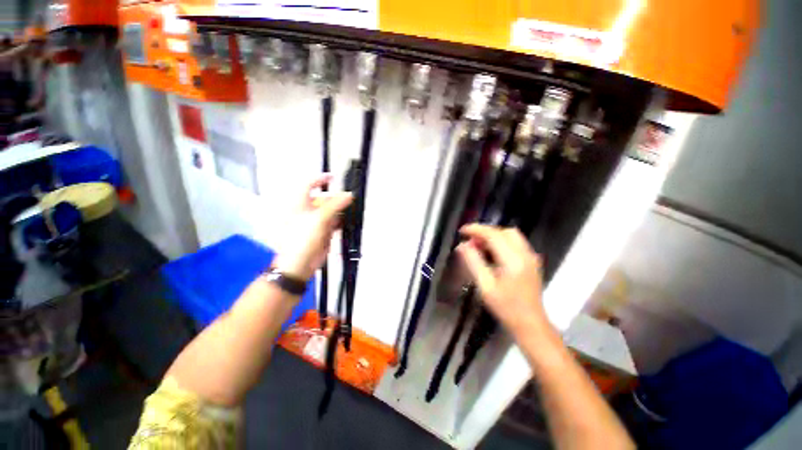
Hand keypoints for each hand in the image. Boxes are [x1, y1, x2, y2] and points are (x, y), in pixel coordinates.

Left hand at [272, 174, 352, 280]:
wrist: (301, 262)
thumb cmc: (302, 238)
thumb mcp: (319, 218)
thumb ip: (335, 205)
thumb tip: (349, 195)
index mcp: (300, 203)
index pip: (309, 185)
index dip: (320, 179)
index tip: (334, 177)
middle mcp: (308, 210)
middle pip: (324, 198)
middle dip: (337, 197)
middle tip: (350, 197)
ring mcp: (317, 221)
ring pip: (332, 210)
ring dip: (341, 209)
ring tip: (352, 208)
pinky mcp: (325, 230)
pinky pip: (335, 221)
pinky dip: (342, 220)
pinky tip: (349, 220)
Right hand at [456, 224, 548, 335]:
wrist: (530, 324)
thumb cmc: (506, 308)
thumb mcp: (485, 286)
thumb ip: (473, 262)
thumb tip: (462, 246)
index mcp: (513, 261)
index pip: (494, 235)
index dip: (476, 230)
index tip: (462, 231)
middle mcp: (525, 254)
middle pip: (504, 231)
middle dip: (485, 232)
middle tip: (471, 241)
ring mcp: (531, 257)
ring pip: (511, 235)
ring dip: (493, 236)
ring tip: (479, 246)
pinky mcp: (531, 261)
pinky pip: (515, 243)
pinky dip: (501, 242)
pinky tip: (491, 252)